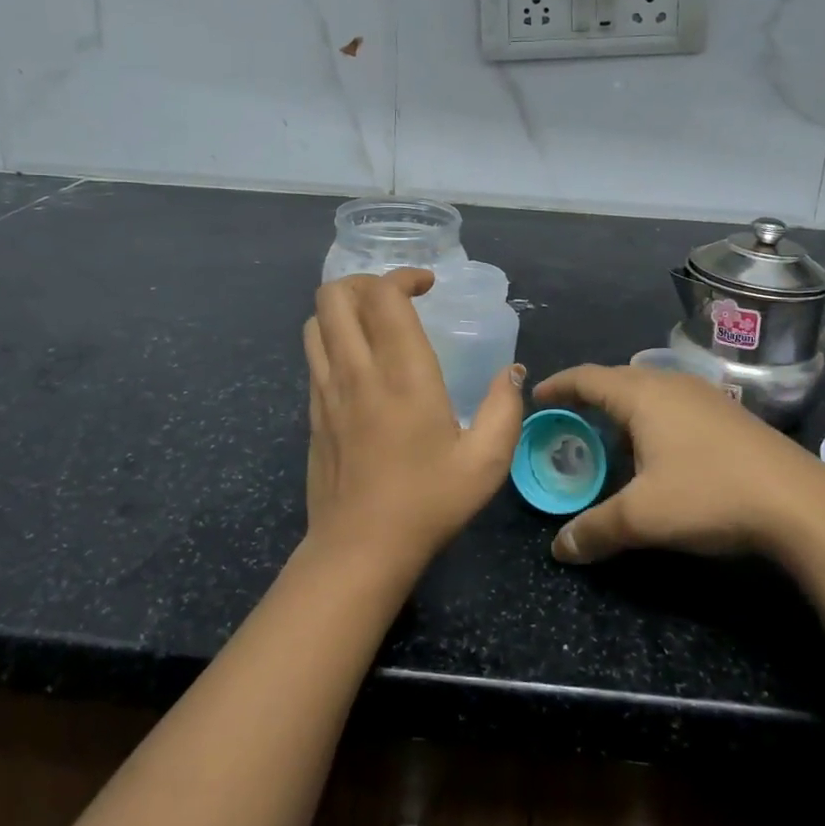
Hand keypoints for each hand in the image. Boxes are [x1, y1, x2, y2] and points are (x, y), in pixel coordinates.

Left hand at [303, 270, 525, 575]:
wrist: (359, 548)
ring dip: (343, 308)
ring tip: (373, 322)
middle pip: (335, 295)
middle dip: (365, 282)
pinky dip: (332, 338)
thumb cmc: (428, 502)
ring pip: (316, 320)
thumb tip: (511, 372)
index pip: (383, 295)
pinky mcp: (312, 411)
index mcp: (402, 373)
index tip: (427, 286)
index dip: (402, 276)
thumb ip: (505, 408)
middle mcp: (357, 370)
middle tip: (396, 299)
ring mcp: (326, 389)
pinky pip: (313, 353)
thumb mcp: (486, 461)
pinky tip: (360, 363)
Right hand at [535, 365, 824, 568]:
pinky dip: (651, 418)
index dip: (558, 385)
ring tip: (609, 437)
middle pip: (617, 379)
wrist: (802, 503)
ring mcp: (705, 396)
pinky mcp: (728, 414)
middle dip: (588, 397)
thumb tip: (559, 549)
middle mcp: (671, 384)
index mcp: (643, 394)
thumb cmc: (710, 494)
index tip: (536, 397)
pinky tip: (658, 451)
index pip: (587, 377)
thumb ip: (595, 530)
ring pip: (649, 391)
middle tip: (568, 420)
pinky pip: (673, 404)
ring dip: (623, 409)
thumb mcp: (643, 518)